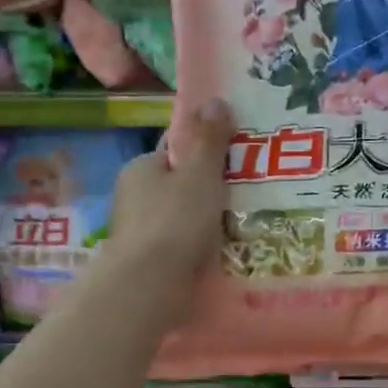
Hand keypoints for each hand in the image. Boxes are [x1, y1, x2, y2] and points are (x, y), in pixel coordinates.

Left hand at [106, 97, 234, 295]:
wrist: (148, 288)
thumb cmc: (174, 221)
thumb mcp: (200, 174)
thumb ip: (210, 140)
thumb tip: (215, 99)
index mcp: (142, 168)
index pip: (177, 152)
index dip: (207, 153)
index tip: (239, 161)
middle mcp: (135, 198)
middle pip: (181, 186)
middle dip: (211, 191)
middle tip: (252, 193)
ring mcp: (141, 233)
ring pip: (184, 219)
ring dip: (210, 222)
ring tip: (249, 224)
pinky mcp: (151, 263)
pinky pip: (184, 247)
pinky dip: (203, 248)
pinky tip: (229, 252)